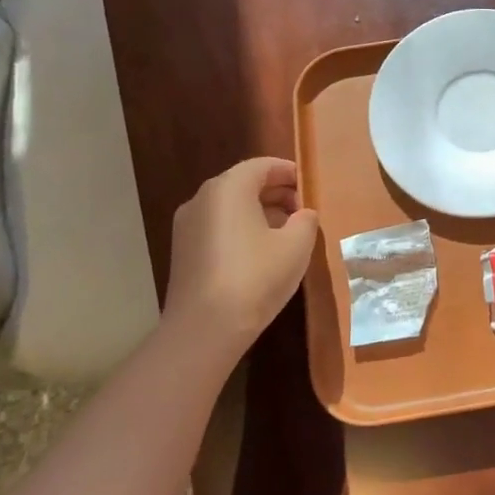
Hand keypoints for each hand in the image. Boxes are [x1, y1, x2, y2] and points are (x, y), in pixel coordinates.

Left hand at [166, 158, 318, 338]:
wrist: (205, 328)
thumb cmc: (256, 277)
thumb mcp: (297, 245)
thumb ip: (305, 221)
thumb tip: (302, 214)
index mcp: (228, 188)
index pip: (262, 166)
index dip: (289, 172)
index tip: (310, 187)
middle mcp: (202, 199)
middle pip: (243, 183)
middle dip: (275, 192)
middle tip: (303, 210)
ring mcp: (187, 226)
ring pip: (229, 206)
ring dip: (259, 212)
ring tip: (287, 233)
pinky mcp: (183, 251)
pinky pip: (217, 227)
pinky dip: (241, 229)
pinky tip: (261, 253)